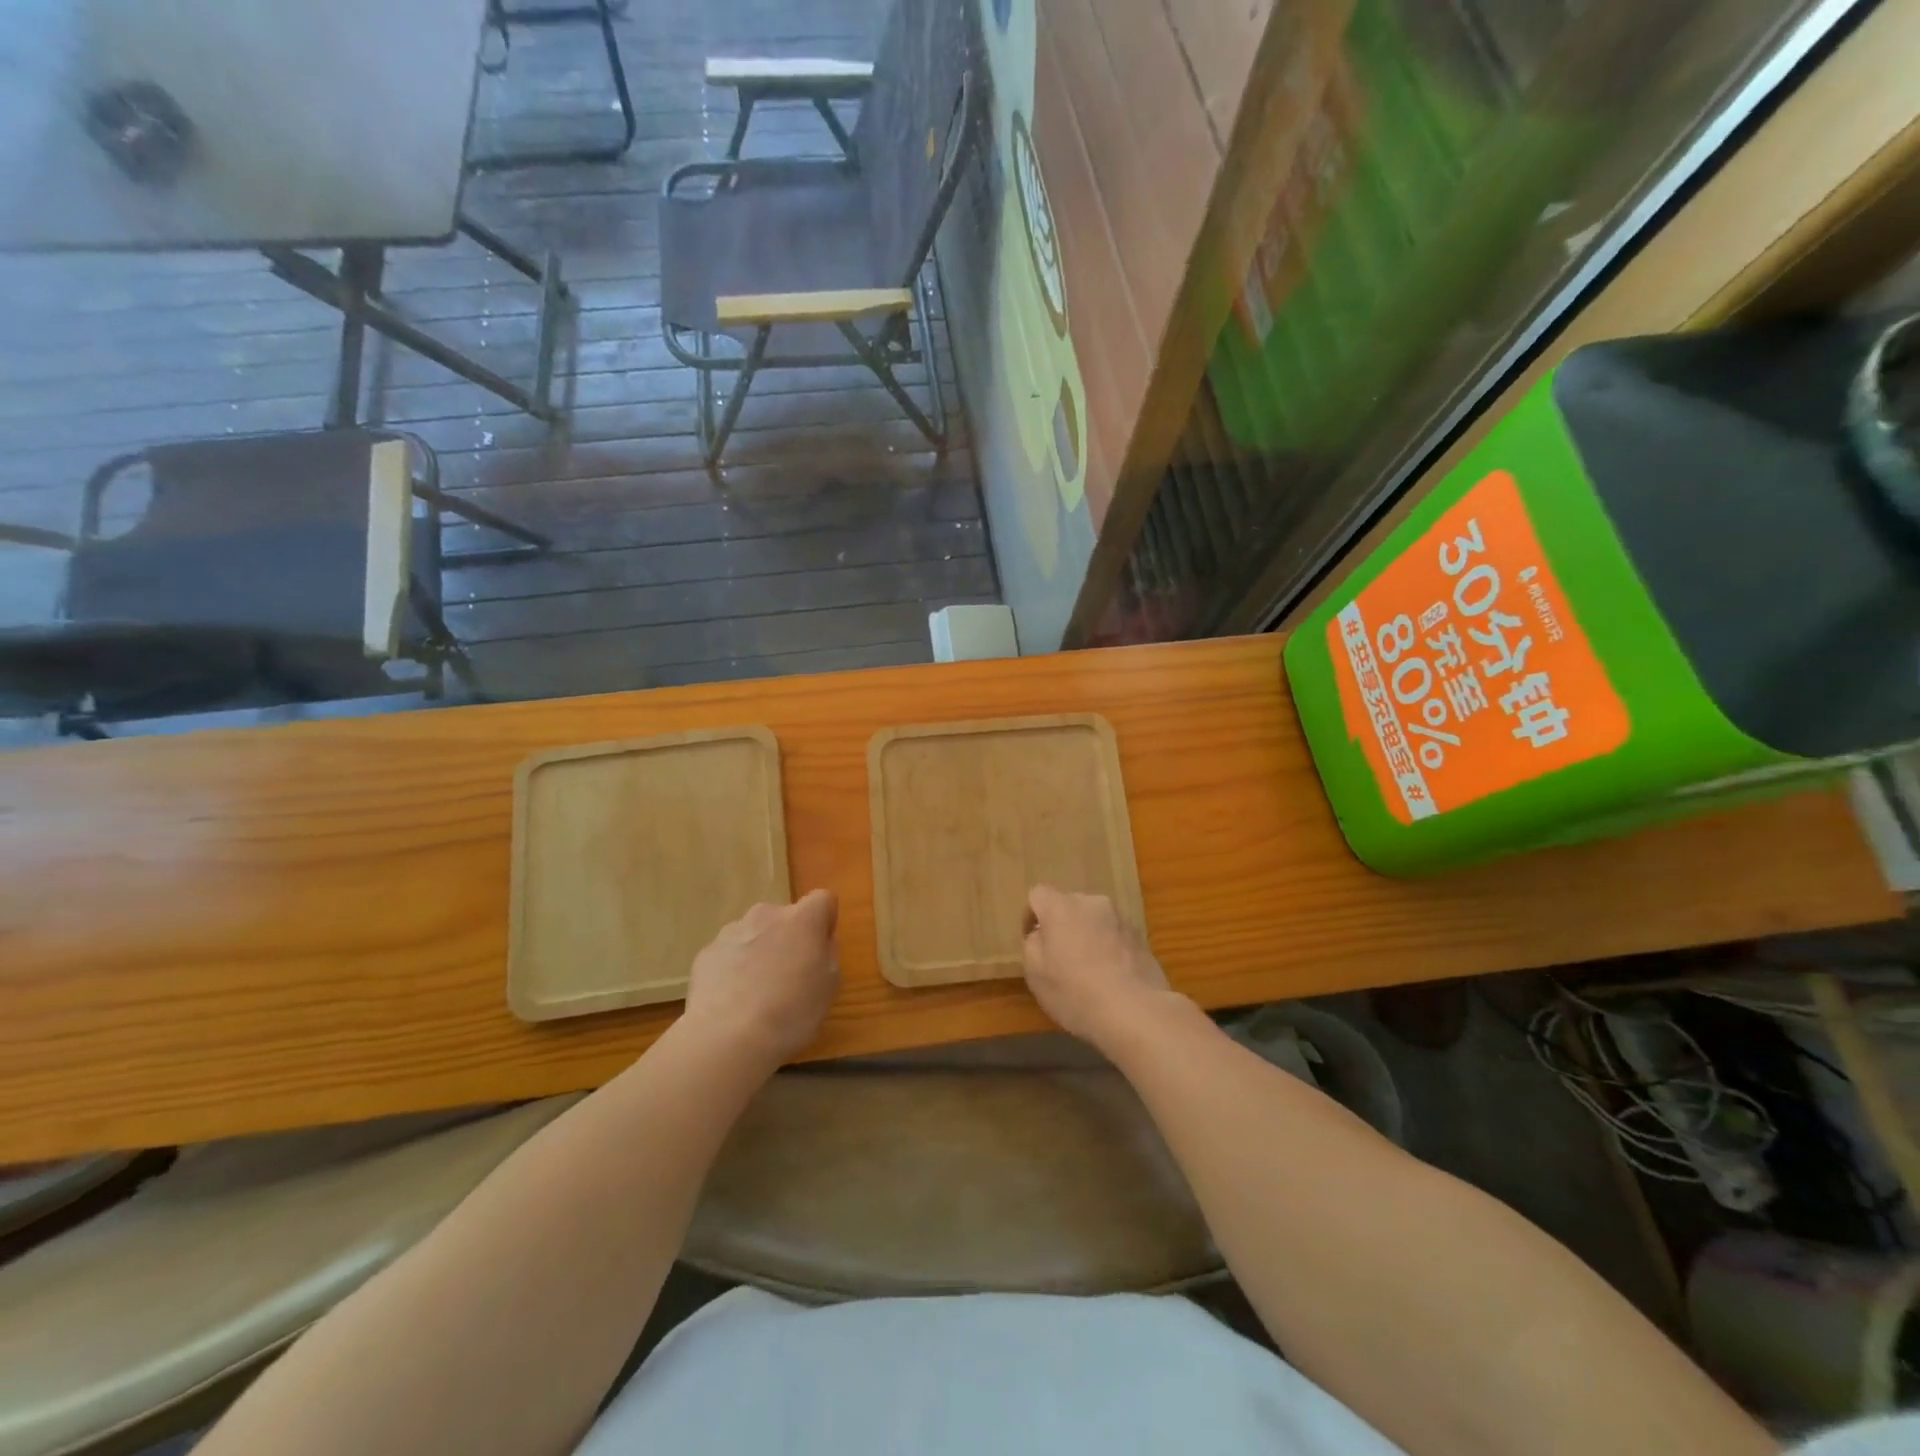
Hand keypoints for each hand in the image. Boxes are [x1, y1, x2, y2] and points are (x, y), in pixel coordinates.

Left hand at [683, 890, 839, 1065]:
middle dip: (788, 938)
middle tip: (789, 975)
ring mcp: (732, 932)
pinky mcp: (706, 953)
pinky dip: (734, 969)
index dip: (825, 921)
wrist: (728, 1037)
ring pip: (754, 934)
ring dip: (760, 952)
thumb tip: (820, 943)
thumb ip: (828, 955)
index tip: (821, 948)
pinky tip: (733, 1001)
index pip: (822, 899)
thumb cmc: (791, 1012)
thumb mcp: (829, 987)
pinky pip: (729, 954)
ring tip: (757, 993)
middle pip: (785, 917)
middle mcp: (766, 915)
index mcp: (802, 920)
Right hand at [1020, 885, 1174, 1052]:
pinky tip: (1111, 979)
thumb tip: (1041, 935)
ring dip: (1087, 937)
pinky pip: (1115, 937)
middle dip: (1062, 926)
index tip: (1033, 941)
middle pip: (1069, 906)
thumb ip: (1032, 945)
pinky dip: (1109, 950)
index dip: (1032, 915)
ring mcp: (1120, 919)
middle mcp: (1092, 903)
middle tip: (1060, 958)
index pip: (1039, 894)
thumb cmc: (1075, 992)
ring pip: (1094, 921)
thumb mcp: (1035, 974)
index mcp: (1061, 907)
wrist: (1135, 1012)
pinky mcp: (1141, 938)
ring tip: (1089, 971)